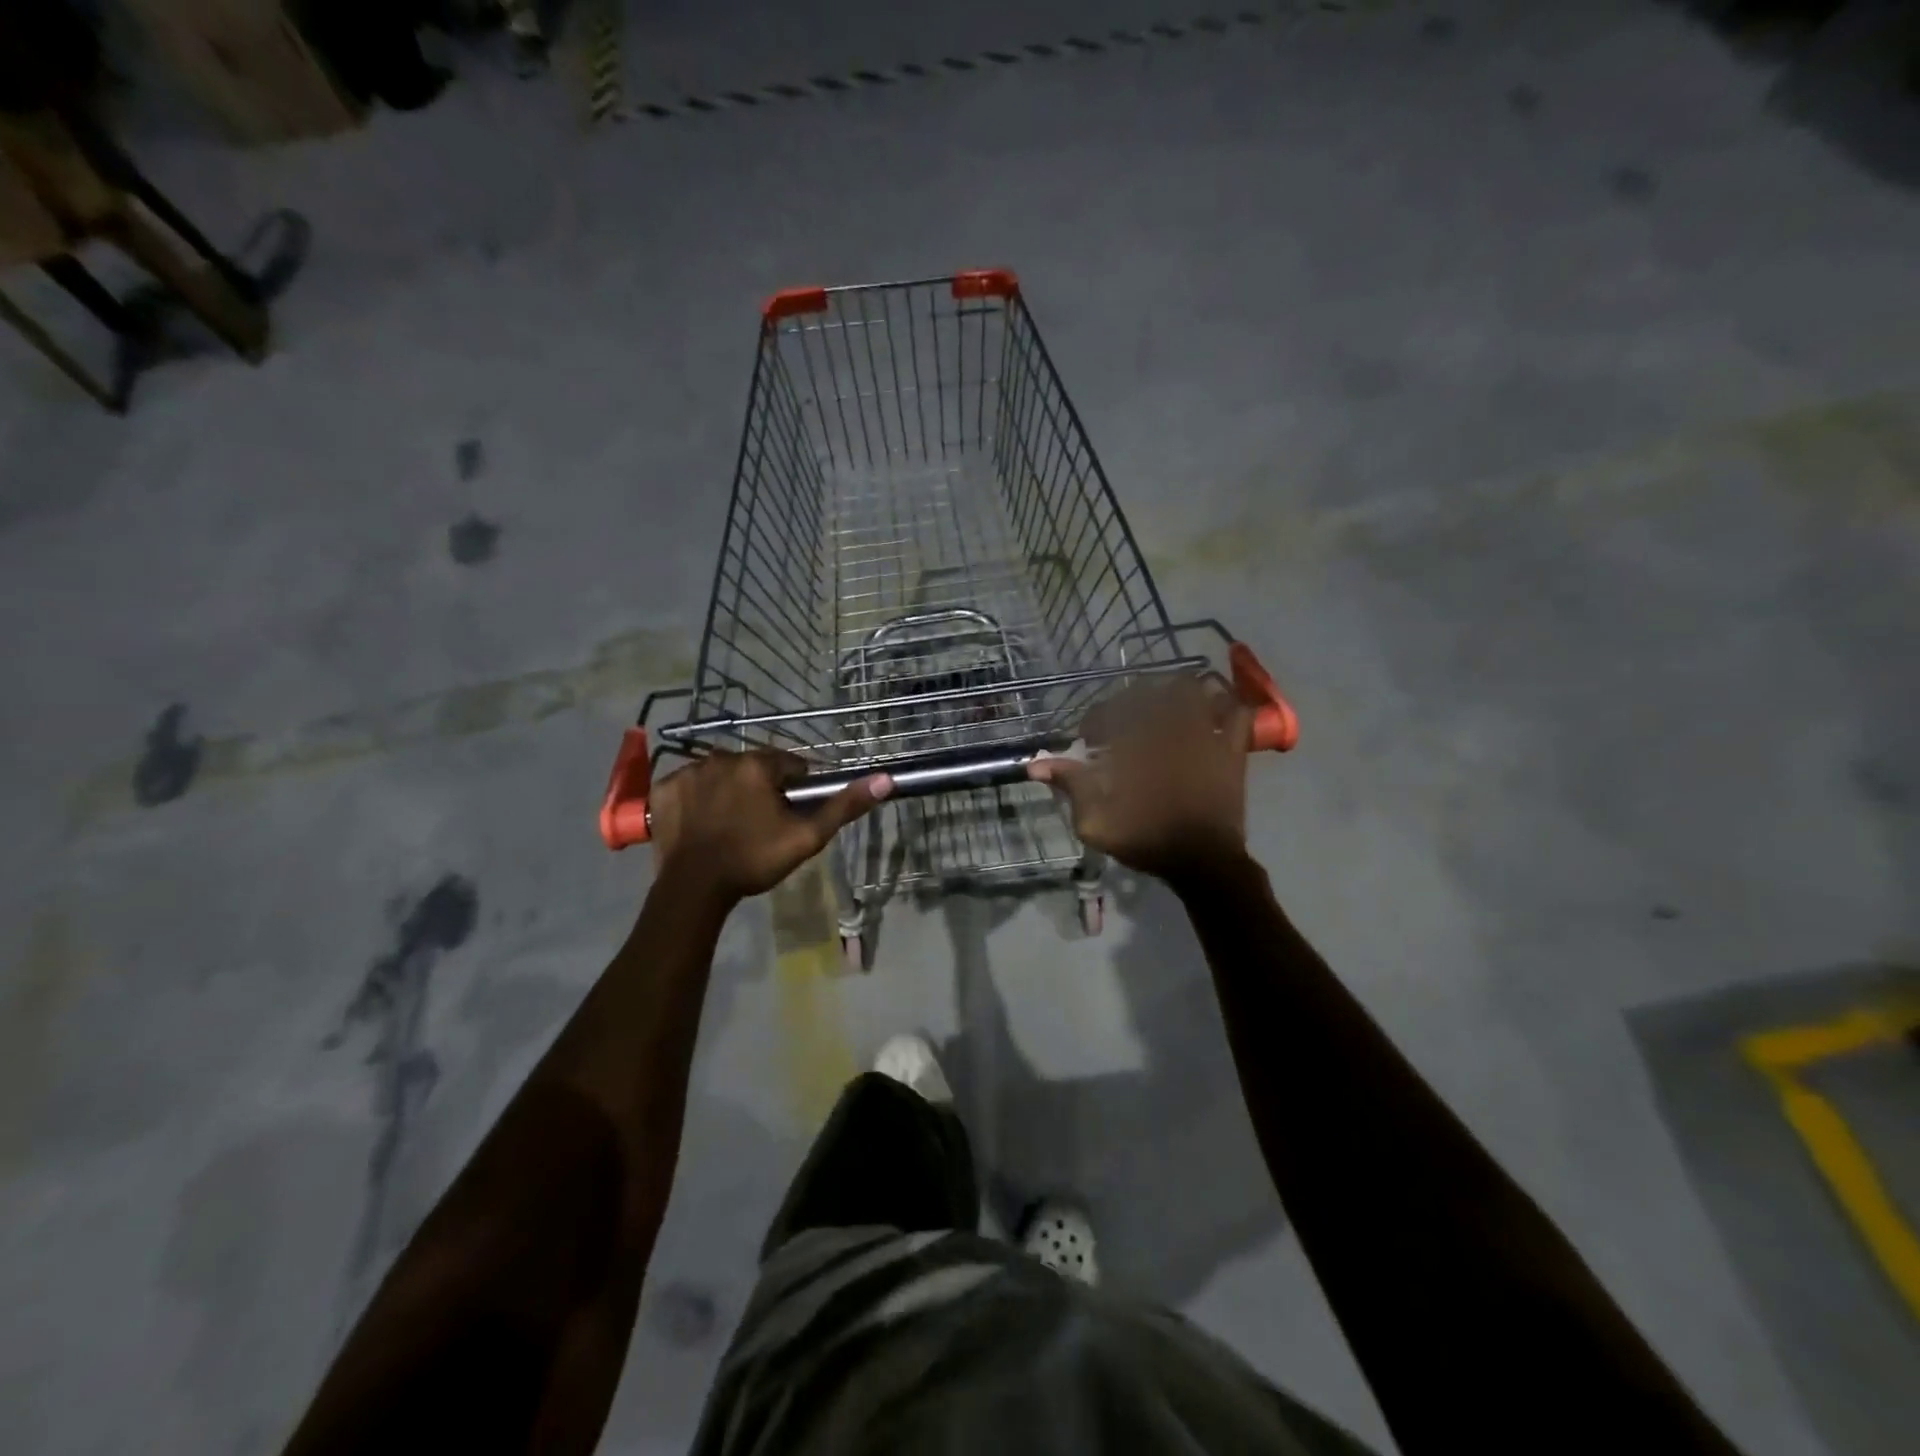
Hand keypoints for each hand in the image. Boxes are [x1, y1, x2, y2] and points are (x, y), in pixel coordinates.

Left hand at [648, 750, 891, 902]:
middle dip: (761, 787)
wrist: (694, 889)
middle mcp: (721, 757)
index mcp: (757, 765)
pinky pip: (689, 785)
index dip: (795, 788)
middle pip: (753, 767)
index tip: (791, 813)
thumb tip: (885, 779)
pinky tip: (702, 823)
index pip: (789, 764)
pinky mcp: (663, 789)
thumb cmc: (754, 860)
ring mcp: (687, 772)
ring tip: (731, 825)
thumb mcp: (806, 837)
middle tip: (761, 824)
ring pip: (721, 774)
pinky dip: (698, 798)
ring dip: (730, 790)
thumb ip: (844, 807)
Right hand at [1028, 677, 1251, 881]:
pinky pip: (1238, 712)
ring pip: (1196, 689)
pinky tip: (1212, 713)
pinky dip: (1226, 705)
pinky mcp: (1232, 749)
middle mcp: (1172, 731)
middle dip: (1133, 698)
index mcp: (1138, 746)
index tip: (1088, 736)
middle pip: (1152, 691)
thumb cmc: (1148, 842)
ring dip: (1178, 693)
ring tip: (1167, 708)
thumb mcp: (1097, 822)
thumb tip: (1035, 765)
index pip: (1111, 712)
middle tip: (1125, 717)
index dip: (1095, 719)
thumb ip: (1071, 786)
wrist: (1204, 864)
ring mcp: (1207, 736)